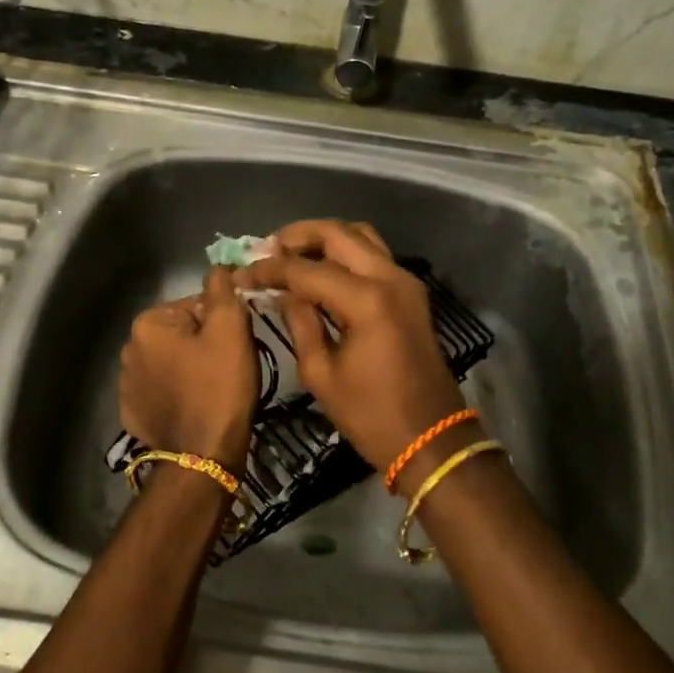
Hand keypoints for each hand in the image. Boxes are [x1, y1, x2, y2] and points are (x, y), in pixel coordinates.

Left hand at [119, 265, 257, 471]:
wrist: (203, 455)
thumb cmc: (220, 387)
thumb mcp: (231, 329)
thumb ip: (222, 290)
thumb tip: (218, 266)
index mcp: (148, 324)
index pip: (195, 305)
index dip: (221, 322)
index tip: (235, 346)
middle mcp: (128, 348)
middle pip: (180, 333)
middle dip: (203, 344)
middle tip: (228, 368)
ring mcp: (126, 384)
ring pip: (170, 361)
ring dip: (189, 367)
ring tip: (213, 390)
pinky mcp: (132, 412)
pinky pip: (160, 390)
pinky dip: (176, 393)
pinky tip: (193, 407)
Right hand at [238, 220, 468, 478]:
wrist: (431, 439)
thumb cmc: (371, 415)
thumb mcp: (321, 373)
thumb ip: (300, 322)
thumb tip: (283, 293)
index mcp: (366, 300)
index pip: (307, 269)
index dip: (270, 269)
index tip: (242, 272)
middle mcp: (390, 278)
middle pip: (338, 233)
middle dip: (298, 236)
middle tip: (267, 251)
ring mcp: (405, 282)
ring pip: (360, 236)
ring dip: (324, 239)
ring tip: (292, 256)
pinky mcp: (411, 293)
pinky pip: (374, 255)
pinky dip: (344, 253)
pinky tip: (319, 271)